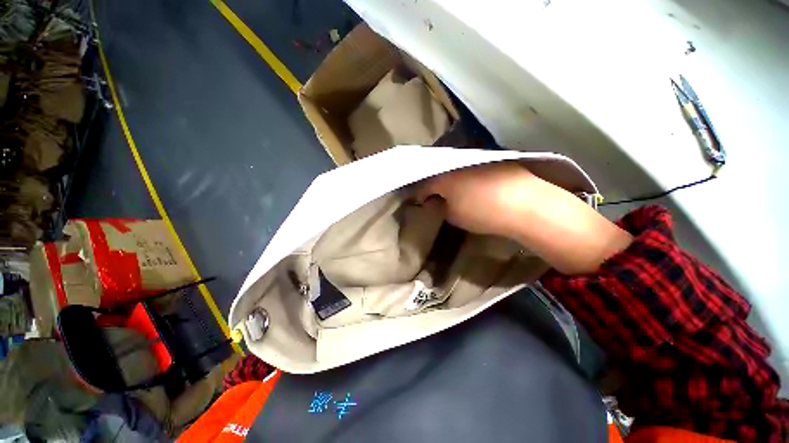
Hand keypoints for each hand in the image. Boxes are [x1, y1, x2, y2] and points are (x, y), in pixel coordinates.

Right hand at [416, 161, 631, 274]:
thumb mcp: (454, 215)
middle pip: (439, 171)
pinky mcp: (493, 159)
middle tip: (434, 196)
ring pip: (455, 167)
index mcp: (444, 175)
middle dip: (434, 184)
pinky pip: (472, 165)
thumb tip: (431, 201)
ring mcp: (477, 158)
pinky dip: (466, 175)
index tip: (419, 201)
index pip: (424, 183)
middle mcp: (458, 161)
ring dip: (450, 178)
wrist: (527, 205)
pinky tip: (472, 185)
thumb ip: (438, 207)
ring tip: (452, 190)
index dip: (419, 193)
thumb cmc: (482, 213)